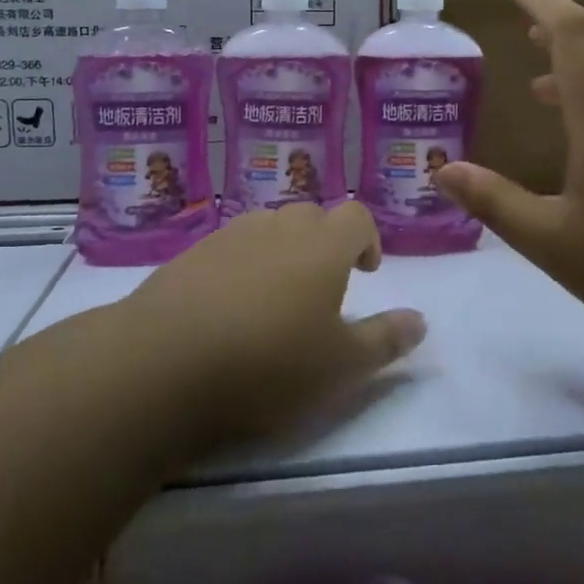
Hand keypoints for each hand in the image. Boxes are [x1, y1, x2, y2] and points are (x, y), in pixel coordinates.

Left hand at [124, 201, 425, 452]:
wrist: (163, 362)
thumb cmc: (268, 363)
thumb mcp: (341, 367)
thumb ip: (386, 340)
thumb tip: (420, 320)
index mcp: (323, 245)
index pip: (357, 217)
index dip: (368, 239)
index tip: (366, 271)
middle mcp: (279, 226)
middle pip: (312, 216)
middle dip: (325, 243)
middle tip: (323, 287)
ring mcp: (230, 235)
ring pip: (269, 228)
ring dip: (282, 251)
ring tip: (275, 298)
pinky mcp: (191, 253)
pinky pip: (230, 247)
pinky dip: (241, 265)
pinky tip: (229, 307)